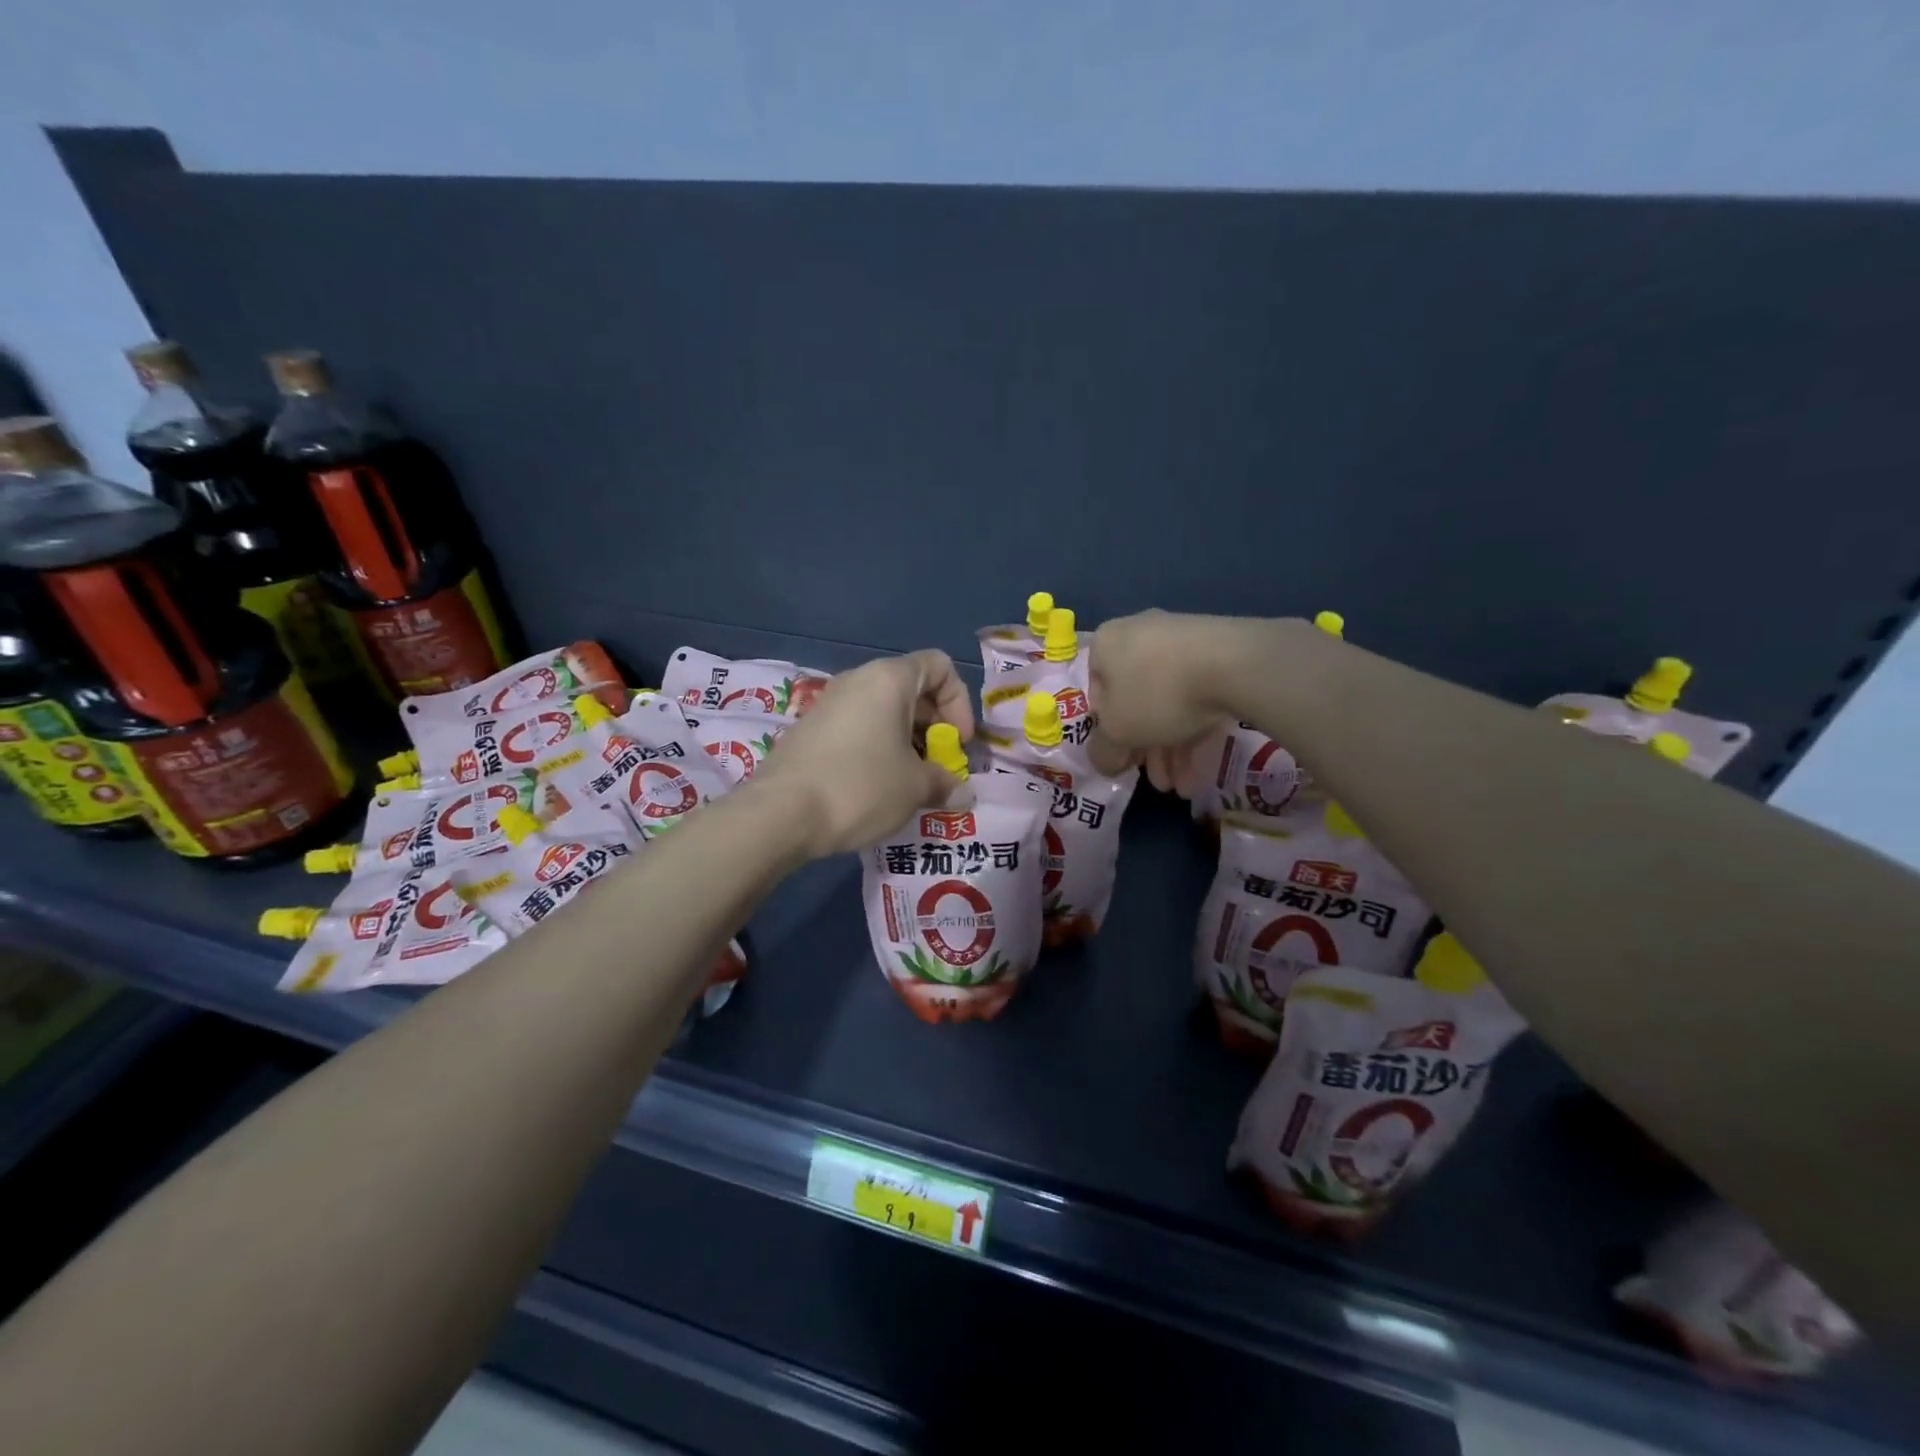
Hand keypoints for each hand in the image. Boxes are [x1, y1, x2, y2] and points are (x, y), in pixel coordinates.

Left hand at [750, 649, 974, 857]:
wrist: (779, 814)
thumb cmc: (860, 787)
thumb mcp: (914, 788)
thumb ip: (945, 784)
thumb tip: (964, 795)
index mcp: (889, 679)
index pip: (940, 666)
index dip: (959, 702)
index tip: (958, 743)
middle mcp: (858, 681)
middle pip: (912, 690)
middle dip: (934, 728)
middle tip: (939, 768)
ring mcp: (829, 704)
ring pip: (883, 712)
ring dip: (907, 743)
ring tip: (911, 784)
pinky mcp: (810, 730)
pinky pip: (858, 729)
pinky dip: (877, 750)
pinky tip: (877, 789)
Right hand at [1078, 610, 1246, 782]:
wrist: (1233, 664)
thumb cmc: (1156, 694)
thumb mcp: (1117, 732)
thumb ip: (1103, 751)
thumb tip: (1106, 761)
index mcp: (1106, 644)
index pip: (1097, 694)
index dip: (1108, 733)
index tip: (1124, 760)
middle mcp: (1139, 635)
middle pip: (1137, 703)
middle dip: (1147, 751)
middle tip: (1159, 782)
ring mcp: (1182, 642)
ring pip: (1169, 703)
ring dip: (1173, 751)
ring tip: (1184, 788)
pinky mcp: (1218, 653)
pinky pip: (1198, 696)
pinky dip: (1196, 731)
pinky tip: (1202, 770)